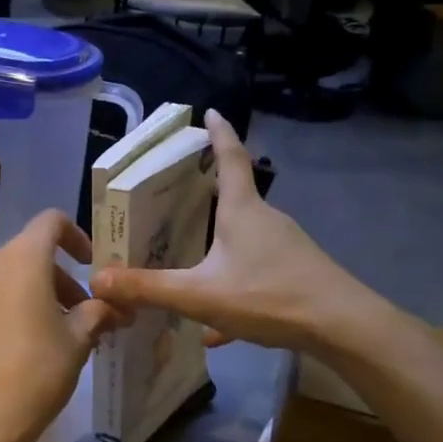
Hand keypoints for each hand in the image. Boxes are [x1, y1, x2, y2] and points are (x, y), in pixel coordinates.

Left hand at [0, 210, 124, 441]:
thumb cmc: (35, 371)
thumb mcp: (78, 340)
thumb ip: (98, 313)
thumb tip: (116, 308)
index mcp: (21, 258)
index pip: (51, 222)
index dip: (78, 236)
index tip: (93, 266)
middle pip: (33, 254)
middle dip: (65, 278)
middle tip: (91, 313)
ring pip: (14, 278)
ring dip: (43, 295)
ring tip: (68, 334)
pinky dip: (19, 309)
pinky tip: (36, 346)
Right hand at [93, 111, 378, 353]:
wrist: (343, 327)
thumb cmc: (269, 295)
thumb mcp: (200, 295)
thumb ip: (149, 288)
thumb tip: (99, 279)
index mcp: (242, 210)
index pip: (230, 158)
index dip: (218, 135)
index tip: (210, 112)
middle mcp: (266, 219)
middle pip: (234, 197)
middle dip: (207, 193)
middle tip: (175, 196)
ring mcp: (286, 247)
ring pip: (243, 239)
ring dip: (217, 246)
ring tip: (187, 263)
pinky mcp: (298, 274)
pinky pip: (256, 274)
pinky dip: (233, 289)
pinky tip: (217, 329)